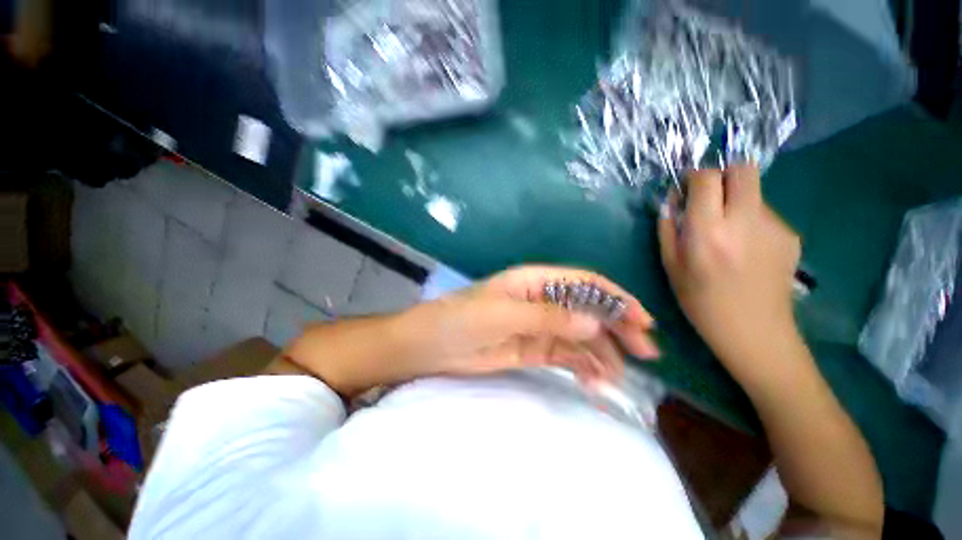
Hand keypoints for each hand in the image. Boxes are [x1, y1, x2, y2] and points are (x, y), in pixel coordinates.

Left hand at [401, 265, 659, 385]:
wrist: (432, 346)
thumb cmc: (462, 319)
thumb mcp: (503, 314)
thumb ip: (547, 316)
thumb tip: (595, 322)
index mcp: (535, 282)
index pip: (583, 282)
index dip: (614, 297)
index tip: (642, 320)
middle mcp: (541, 301)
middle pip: (587, 309)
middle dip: (617, 327)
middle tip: (645, 353)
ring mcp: (539, 327)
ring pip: (580, 336)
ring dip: (602, 353)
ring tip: (616, 377)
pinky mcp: (533, 349)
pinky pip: (566, 356)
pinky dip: (583, 367)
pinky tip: (594, 382)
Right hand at [657, 165, 800, 376]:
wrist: (755, 332)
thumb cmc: (701, 302)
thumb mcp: (670, 266)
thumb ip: (668, 228)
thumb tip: (672, 199)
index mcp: (708, 232)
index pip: (706, 179)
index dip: (694, 176)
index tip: (686, 188)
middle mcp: (744, 221)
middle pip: (742, 169)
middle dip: (723, 174)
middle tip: (710, 198)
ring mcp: (774, 227)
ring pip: (754, 192)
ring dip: (736, 202)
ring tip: (728, 236)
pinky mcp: (790, 235)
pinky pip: (765, 214)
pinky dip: (750, 221)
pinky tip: (746, 250)